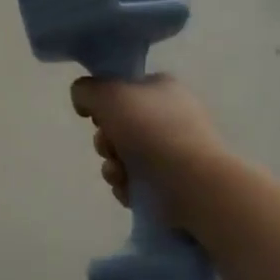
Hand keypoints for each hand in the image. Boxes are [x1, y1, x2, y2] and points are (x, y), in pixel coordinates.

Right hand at [70, 74, 227, 211]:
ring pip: (124, 156)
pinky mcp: (176, 184)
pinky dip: (128, 187)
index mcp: (163, 88)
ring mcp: (176, 152)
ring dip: (113, 167)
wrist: (194, 186)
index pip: (123, 88)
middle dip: (105, 141)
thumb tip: (85, 103)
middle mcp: (172, 116)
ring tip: (120, 175)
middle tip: (109, 148)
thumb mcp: (107, 94)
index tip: (97, 117)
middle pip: (119, 125)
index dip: (103, 103)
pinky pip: (137, 182)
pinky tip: (131, 191)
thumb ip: (85, 90)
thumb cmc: (151, 131)